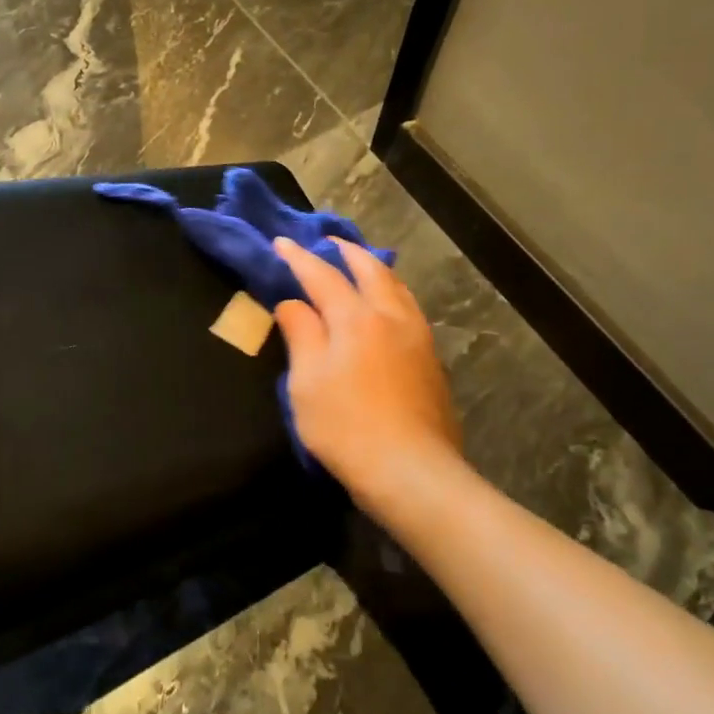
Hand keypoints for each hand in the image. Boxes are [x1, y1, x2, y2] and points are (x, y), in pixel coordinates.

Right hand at [271, 236, 463, 512]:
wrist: (411, 471)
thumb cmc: (346, 426)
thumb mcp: (306, 382)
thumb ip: (301, 334)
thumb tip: (293, 303)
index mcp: (355, 318)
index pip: (322, 276)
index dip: (299, 258)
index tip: (281, 243)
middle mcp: (391, 317)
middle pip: (370, 270)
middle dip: (347, 252)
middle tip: (328, 242)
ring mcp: (418, 338)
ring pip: (397, 288)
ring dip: (375, 269)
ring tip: (360, 265)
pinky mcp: (432, 361)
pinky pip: (409, 309)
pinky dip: (392, 293)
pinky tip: (387, 306)